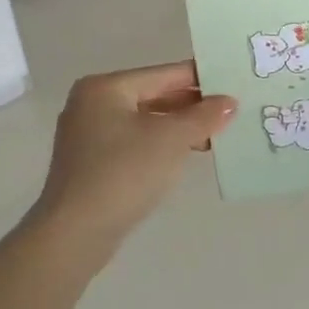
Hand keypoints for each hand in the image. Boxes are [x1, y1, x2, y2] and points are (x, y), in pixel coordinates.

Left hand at [30, 62, 235, 261]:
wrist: (74, 235)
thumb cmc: (124, 173)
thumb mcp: (171, 139)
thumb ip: (203, 116)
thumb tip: (229, 101)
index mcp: (106, 87)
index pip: (164, 74)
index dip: (201, 78)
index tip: (234, 83)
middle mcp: (93, 104)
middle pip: (154, 95)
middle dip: (192, 105)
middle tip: (231, 110)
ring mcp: (89, 135)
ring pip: (146, 121)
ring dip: (180, 127)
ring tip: (217, 133)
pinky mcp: (92, 164)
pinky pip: (135, 142)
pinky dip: (162, 145)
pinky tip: (188, 153)